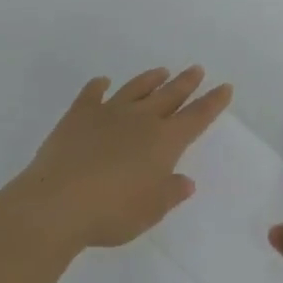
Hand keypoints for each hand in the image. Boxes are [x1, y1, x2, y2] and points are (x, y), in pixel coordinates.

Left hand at [9, 67, 232, 251]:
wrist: (57, 203)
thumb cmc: (111, 213)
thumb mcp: (150, 212)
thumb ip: (170, 193)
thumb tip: (186, 180)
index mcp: (164, 141)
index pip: (196, 117)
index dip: (213, 102)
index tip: (225, 87)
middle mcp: (141, 119)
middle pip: (170, 95)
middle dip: (186, 82)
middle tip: (197, 69)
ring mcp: (109, 112)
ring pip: (136, 88)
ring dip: (151, 80)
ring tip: (162, 71)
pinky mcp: (79, 115)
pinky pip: (92, 94)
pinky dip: (99, 86)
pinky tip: (102, 82)